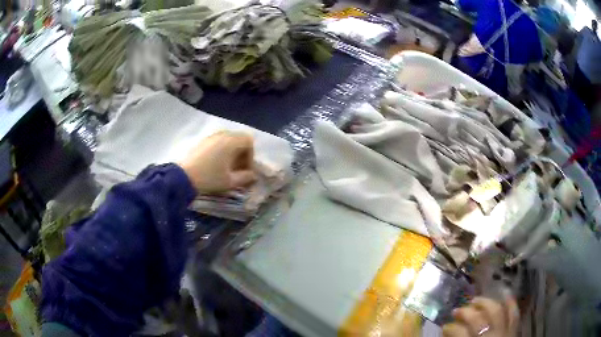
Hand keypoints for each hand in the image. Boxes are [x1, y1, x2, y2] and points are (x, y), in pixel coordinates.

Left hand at [178, 131, 255, 193]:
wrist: (182, 177)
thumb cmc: (209, 178)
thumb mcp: (230, 181)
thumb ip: (245, 177)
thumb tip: (252, 176)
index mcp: (231, 141)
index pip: (249, 141)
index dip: (251, 156)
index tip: (246, 170)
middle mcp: (222, 134)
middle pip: (238, 139)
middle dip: (241, 154)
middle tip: (238, 169)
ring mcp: (210, 136)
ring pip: (227, 141)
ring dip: (231, 153)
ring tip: (227, 168)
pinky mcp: (201, 141)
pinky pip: (217, 142)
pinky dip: (221, 151)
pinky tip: (215, 165)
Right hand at [442, 297, 518, 336]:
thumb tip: (448, 333)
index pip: (460, 333)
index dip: (451, 328)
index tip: (444, 326)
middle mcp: (490, 336)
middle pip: (478, 319)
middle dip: (466, 312)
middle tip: (457, 310)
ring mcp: (504, 331)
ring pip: (496, 311)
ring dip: (485, 303)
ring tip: (476, 300)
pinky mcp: (513, 330)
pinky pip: (514, 314)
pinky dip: (511, 304)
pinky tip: (505, 294)